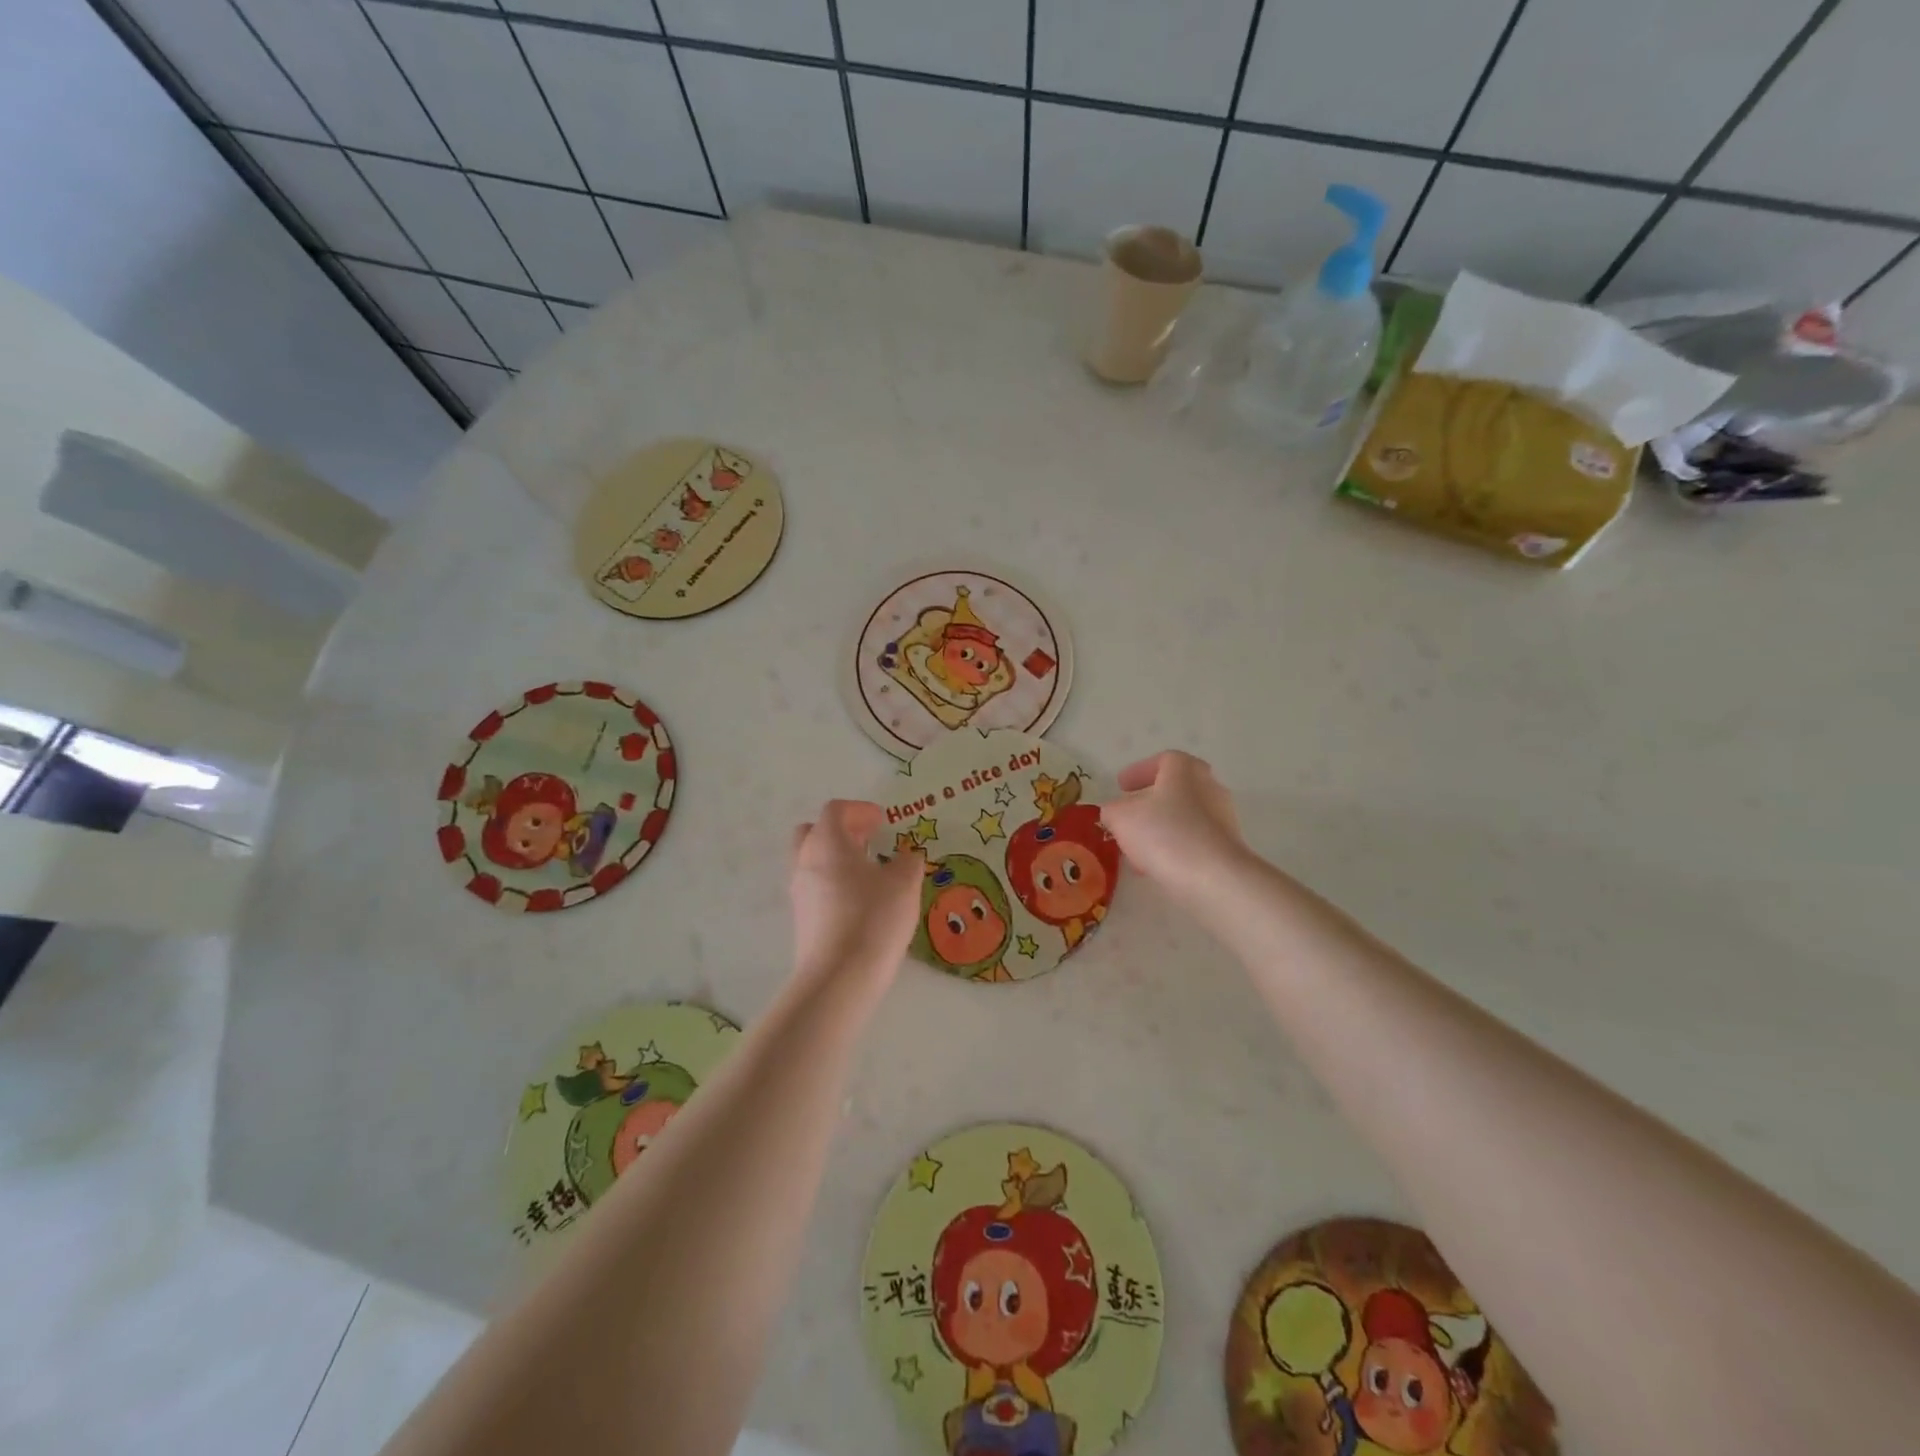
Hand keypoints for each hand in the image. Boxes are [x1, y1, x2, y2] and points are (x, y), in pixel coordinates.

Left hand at [789, 800, 920, 974]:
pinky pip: (814, 887)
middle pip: (813, 832)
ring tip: (867, 872)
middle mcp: (806, 861)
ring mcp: (799, 892)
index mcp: (828, 843)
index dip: (859, 810)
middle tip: (868, 840)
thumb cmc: (873, 918)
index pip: (835, 810)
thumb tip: (906, 857)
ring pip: (812, 860)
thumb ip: (908, 862)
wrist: (839, 977)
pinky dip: (833, 882)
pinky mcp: (801, 919)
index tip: (882, 821)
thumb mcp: (904, 884)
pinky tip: (859, 901)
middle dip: (841, 831)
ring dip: (836, 857)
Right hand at [1101, 751, 1250, 902]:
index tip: (1121, 786)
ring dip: (1160, 828)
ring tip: (1138, 848)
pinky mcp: (1228, 846)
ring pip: (1184, 816)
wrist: (1214, 877)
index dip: (1139, 772)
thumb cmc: (1164, 834)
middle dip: (1149, 802)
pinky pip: (1194, 840)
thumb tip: (1115, 812)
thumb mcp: (1121, 818)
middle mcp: (1209, 786)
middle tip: (1129, 815)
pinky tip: (1157, 865)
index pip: (1162, 760)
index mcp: (1184, 769)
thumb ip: (1112, 810)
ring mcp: (1223, 817)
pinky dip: (1174, 847)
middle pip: (1175, 788)